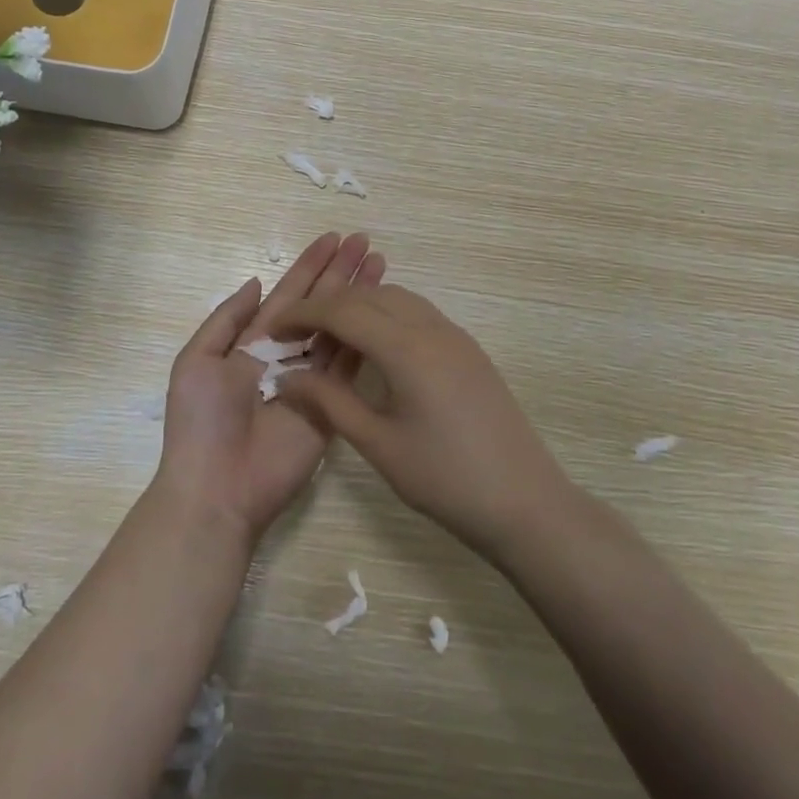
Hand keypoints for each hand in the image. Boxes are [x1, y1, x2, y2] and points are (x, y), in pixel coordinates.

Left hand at [152, 232, 384, 542]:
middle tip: (365, 241)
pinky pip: (349, 367)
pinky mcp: (331, 406)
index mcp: (252, 342)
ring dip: (359, 298)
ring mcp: (311, 380)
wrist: (217, 486)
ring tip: (380, 264)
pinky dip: (366, 338)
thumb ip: (227, 319)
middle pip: (319, 305)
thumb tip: (256, 281)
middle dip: (340, 273)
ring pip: (339, 329)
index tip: (333, 238)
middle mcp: (285, 355)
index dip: (309, 266)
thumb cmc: (201, 421)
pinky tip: (382, 312)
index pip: (288, 295)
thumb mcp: (197, 360)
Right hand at [276, 285, 568, 557]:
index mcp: (406, 348)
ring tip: (329, 335)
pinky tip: (373, 345)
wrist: (525, 502)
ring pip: (395, 298)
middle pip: (368, 296)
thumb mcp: (378, 444)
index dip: (303, 315)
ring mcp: (454, 336)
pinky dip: (385, 314)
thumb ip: (329, 402)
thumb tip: (286, 377)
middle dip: (327, 306)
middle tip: (296, 333)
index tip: (273, 330)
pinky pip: (417, 313)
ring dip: (358, 306)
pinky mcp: (468, 349)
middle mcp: (431, 328)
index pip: (343, 311)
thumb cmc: (445, 478)